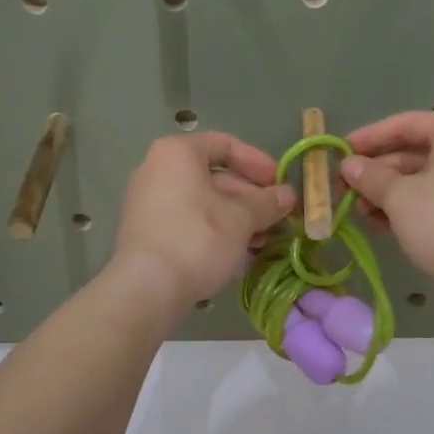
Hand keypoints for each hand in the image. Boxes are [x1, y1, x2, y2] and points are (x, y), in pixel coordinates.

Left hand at [109, 132, 295, 310]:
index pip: (224, 144)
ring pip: (202, 202)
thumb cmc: (198, 239)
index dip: (257, 162)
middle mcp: (157, 170)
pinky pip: (188, 222)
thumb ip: (266, 203)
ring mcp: (148, 202)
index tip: (279, 183)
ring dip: (236, 218)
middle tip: (277, 217)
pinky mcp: (147, 232)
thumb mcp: (241, 219)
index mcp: (177, 153)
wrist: (147, 288)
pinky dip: (214, 231)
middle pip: (214, 176)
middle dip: (250, 197)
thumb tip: (287, 196)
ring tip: (262, 241)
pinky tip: (237, 253)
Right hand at [339, 111, 433, 287]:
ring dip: (384, 193)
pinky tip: (379, 225)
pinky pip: (429, 199)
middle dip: (374, 172)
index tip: (339, 152)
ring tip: (358, 212)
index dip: (369, 137)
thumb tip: (348, 166)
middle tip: (342, 188)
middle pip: (410, 153)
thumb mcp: (398, 196)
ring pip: (417, 179)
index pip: (404, 124)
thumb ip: (370, 176)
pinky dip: (403, 208)